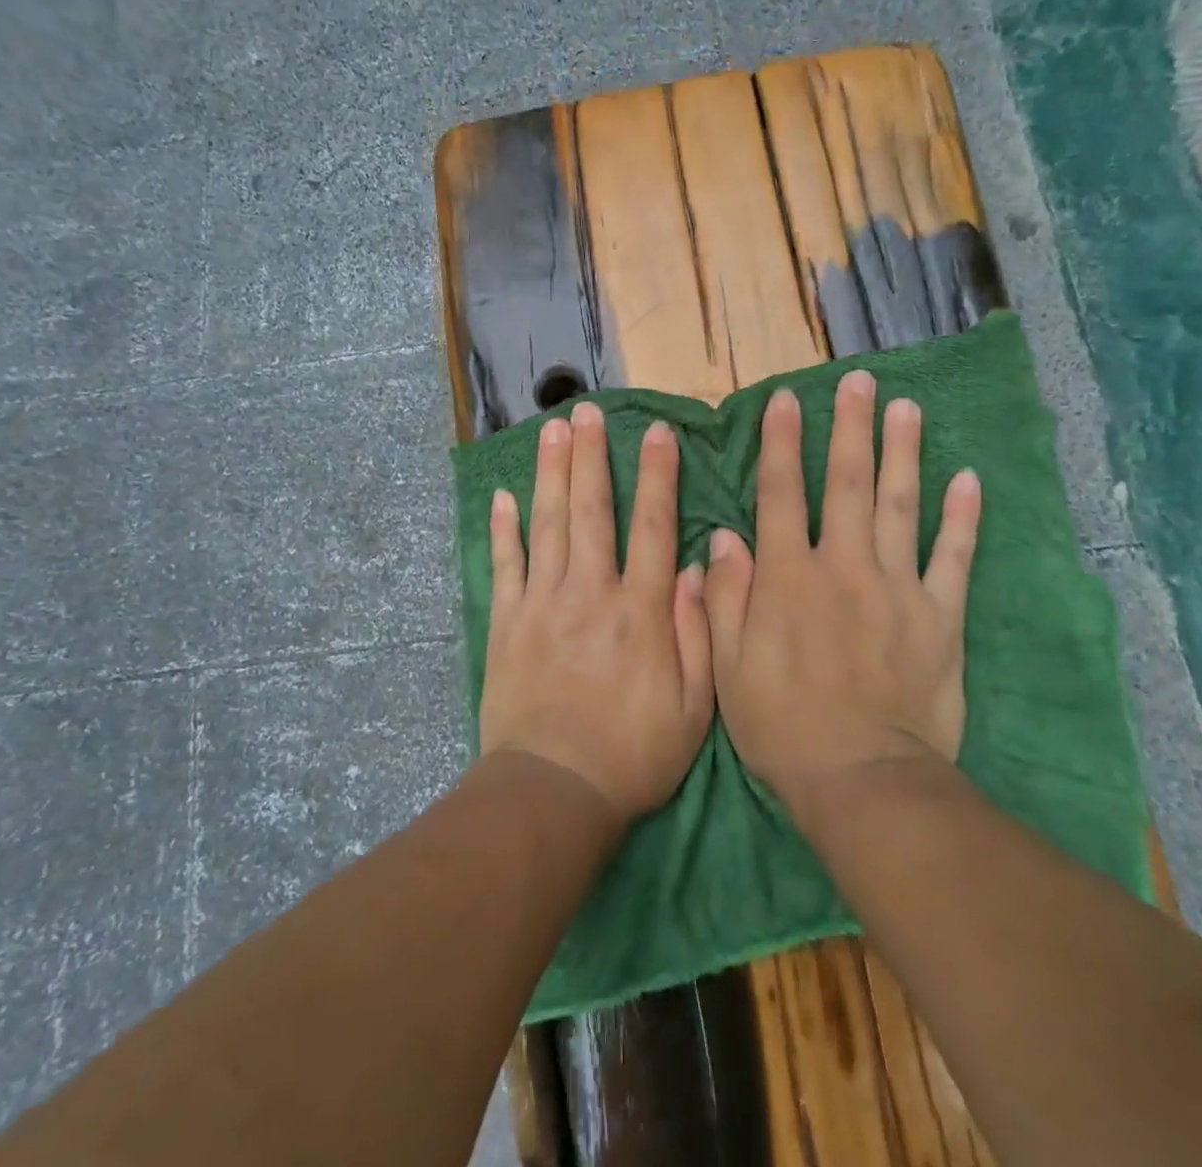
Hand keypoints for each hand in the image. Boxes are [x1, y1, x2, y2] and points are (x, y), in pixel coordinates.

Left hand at [479, 403, 715, 826]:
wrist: (555, 790)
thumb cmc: (634, 752)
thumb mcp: (695, 705)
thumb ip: (698, 630)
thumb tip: (697, 566)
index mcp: (641, 609)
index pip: (654, 526)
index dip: (658, 476)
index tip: (658, 433)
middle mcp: (591, 592)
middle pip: (591, 510)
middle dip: (591, 456)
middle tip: (586, 411)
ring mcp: (543, 603)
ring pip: (547, 524)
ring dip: (550, 473)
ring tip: (552, 431)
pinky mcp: (508, 623)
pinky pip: (505, 565)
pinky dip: (503, 530)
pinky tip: (503, 497)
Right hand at [704, 371, 982, 804]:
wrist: (863, 779)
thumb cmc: (783, 725)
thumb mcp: (728, 666)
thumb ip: (725, 596)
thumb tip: (723, 537)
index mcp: (788, 577)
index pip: (782, 494)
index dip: (783, 443)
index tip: (787, 400)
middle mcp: (843, 567)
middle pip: (848, 484)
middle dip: (851, 428)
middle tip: (859, 382)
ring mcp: (898, 588)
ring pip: (902, 506)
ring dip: (904, 452)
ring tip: (908, 408)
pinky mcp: (941, 616)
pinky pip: (954, 558)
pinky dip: (963, 518)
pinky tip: (969, 479)